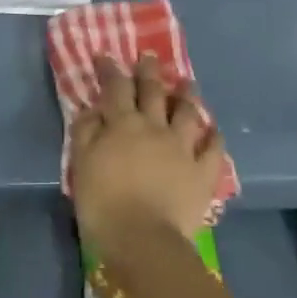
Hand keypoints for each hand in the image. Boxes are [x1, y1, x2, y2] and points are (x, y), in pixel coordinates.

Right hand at [70, 54, 224, 256]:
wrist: (144, 241)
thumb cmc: (104, 204)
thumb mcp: (81, 165)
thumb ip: (85, 132)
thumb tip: (91, 108)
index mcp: (123, 124)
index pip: (116, 87)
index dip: (111, 69)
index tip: (106, 56)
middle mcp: (155, 127)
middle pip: (153, 91)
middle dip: (150, 71)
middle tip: (149, 56)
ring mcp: (182, 148)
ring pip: (188, 112)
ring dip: (187, 95)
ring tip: (187, 82)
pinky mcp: (202, 172)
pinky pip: (213, 149)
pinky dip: (214, 137)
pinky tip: (214, 131)